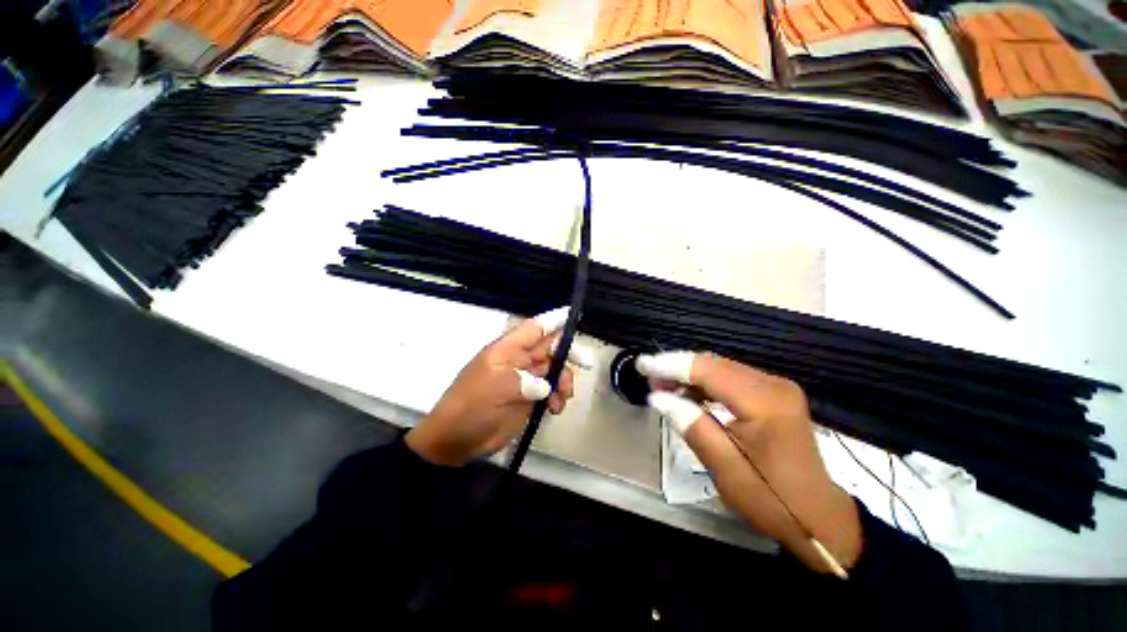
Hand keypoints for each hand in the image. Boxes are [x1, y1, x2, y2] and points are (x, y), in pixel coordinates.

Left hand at [406, 309, 584, 466]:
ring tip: (563, 397)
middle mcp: (518, 361)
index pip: (534, 328)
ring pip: (553, 370)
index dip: (553, 320)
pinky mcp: (527, 398)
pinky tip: (555, 408)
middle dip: (567, 354)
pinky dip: (557, 397)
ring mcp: (524, 380)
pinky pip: (550, 391)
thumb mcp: (494, 388)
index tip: (574, 316)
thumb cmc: (470, 407)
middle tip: (585, 363)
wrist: (455, 441)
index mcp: (507, 350)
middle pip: (549, 348)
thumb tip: (545, 386)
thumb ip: (523, 381)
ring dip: (563, 380)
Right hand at [638, 351, 861, 573]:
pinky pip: (730, 378)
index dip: (671, 365)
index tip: (642, 365)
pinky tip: (686, 393)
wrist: (820, 517)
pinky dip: (704, 383)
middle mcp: (773, 384)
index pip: (708, 370)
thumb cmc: (773, 501)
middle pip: (713, 363)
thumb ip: (692, 427)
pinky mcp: (773, 394)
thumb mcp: (727, 471)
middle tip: (648, 377)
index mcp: (765, 403)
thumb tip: (658, 397)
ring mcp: (775, 387)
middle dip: (676, 367)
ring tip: (661, 386)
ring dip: (688, 375)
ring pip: (719, 368)